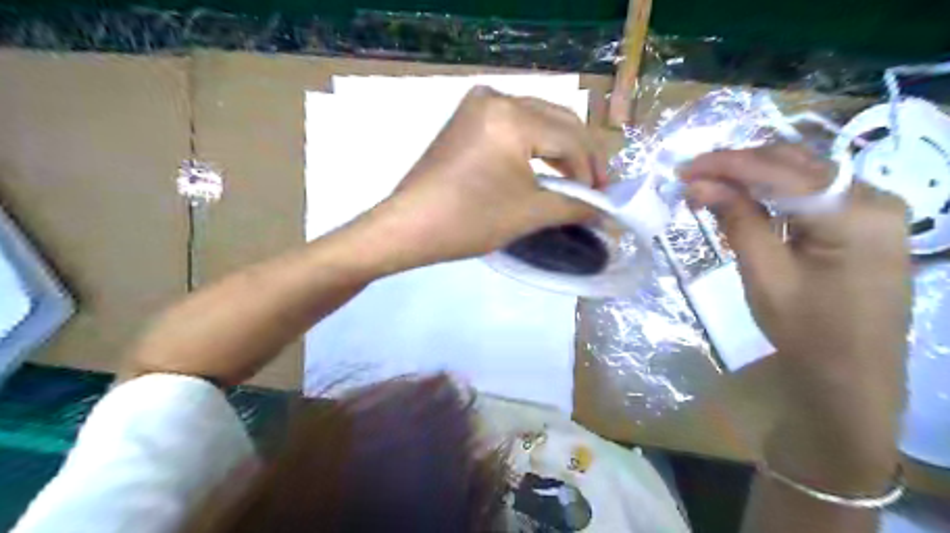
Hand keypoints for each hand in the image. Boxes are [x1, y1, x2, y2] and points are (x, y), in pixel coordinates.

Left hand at [367, 87, 604, 271]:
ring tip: (574, 179)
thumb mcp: (529, 213)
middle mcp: (497, 98)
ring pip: (537, 120)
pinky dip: (534, 144)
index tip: (603, 198)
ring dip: (559, 148)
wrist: (408, 227)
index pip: (570, 138)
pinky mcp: (466, 118)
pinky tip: (545, 165)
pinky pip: (514, 125)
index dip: (592, 170)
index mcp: (513, 116)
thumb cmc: (469, 220)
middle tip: (595, 187)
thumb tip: (603, 210)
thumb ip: (573, 205)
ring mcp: (477, 105)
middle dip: (580, 156)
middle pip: (557, 121)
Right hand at [680, 144, 907, 493]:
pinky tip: (742, 199)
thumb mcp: (765, 275)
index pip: (782, 172)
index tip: (684, 168)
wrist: (851, 375)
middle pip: (796, 164)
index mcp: (857, 214)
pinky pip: (810, 194)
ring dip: (752, 177)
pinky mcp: (861, 222)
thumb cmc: (807, 331)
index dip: (728, 164)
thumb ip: (737, 221)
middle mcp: (874, 198)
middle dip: (738, 166)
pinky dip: (771, 193)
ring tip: (709, 187)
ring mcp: (872, 209)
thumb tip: (699, 184)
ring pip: (802, 174)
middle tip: (692, 178)